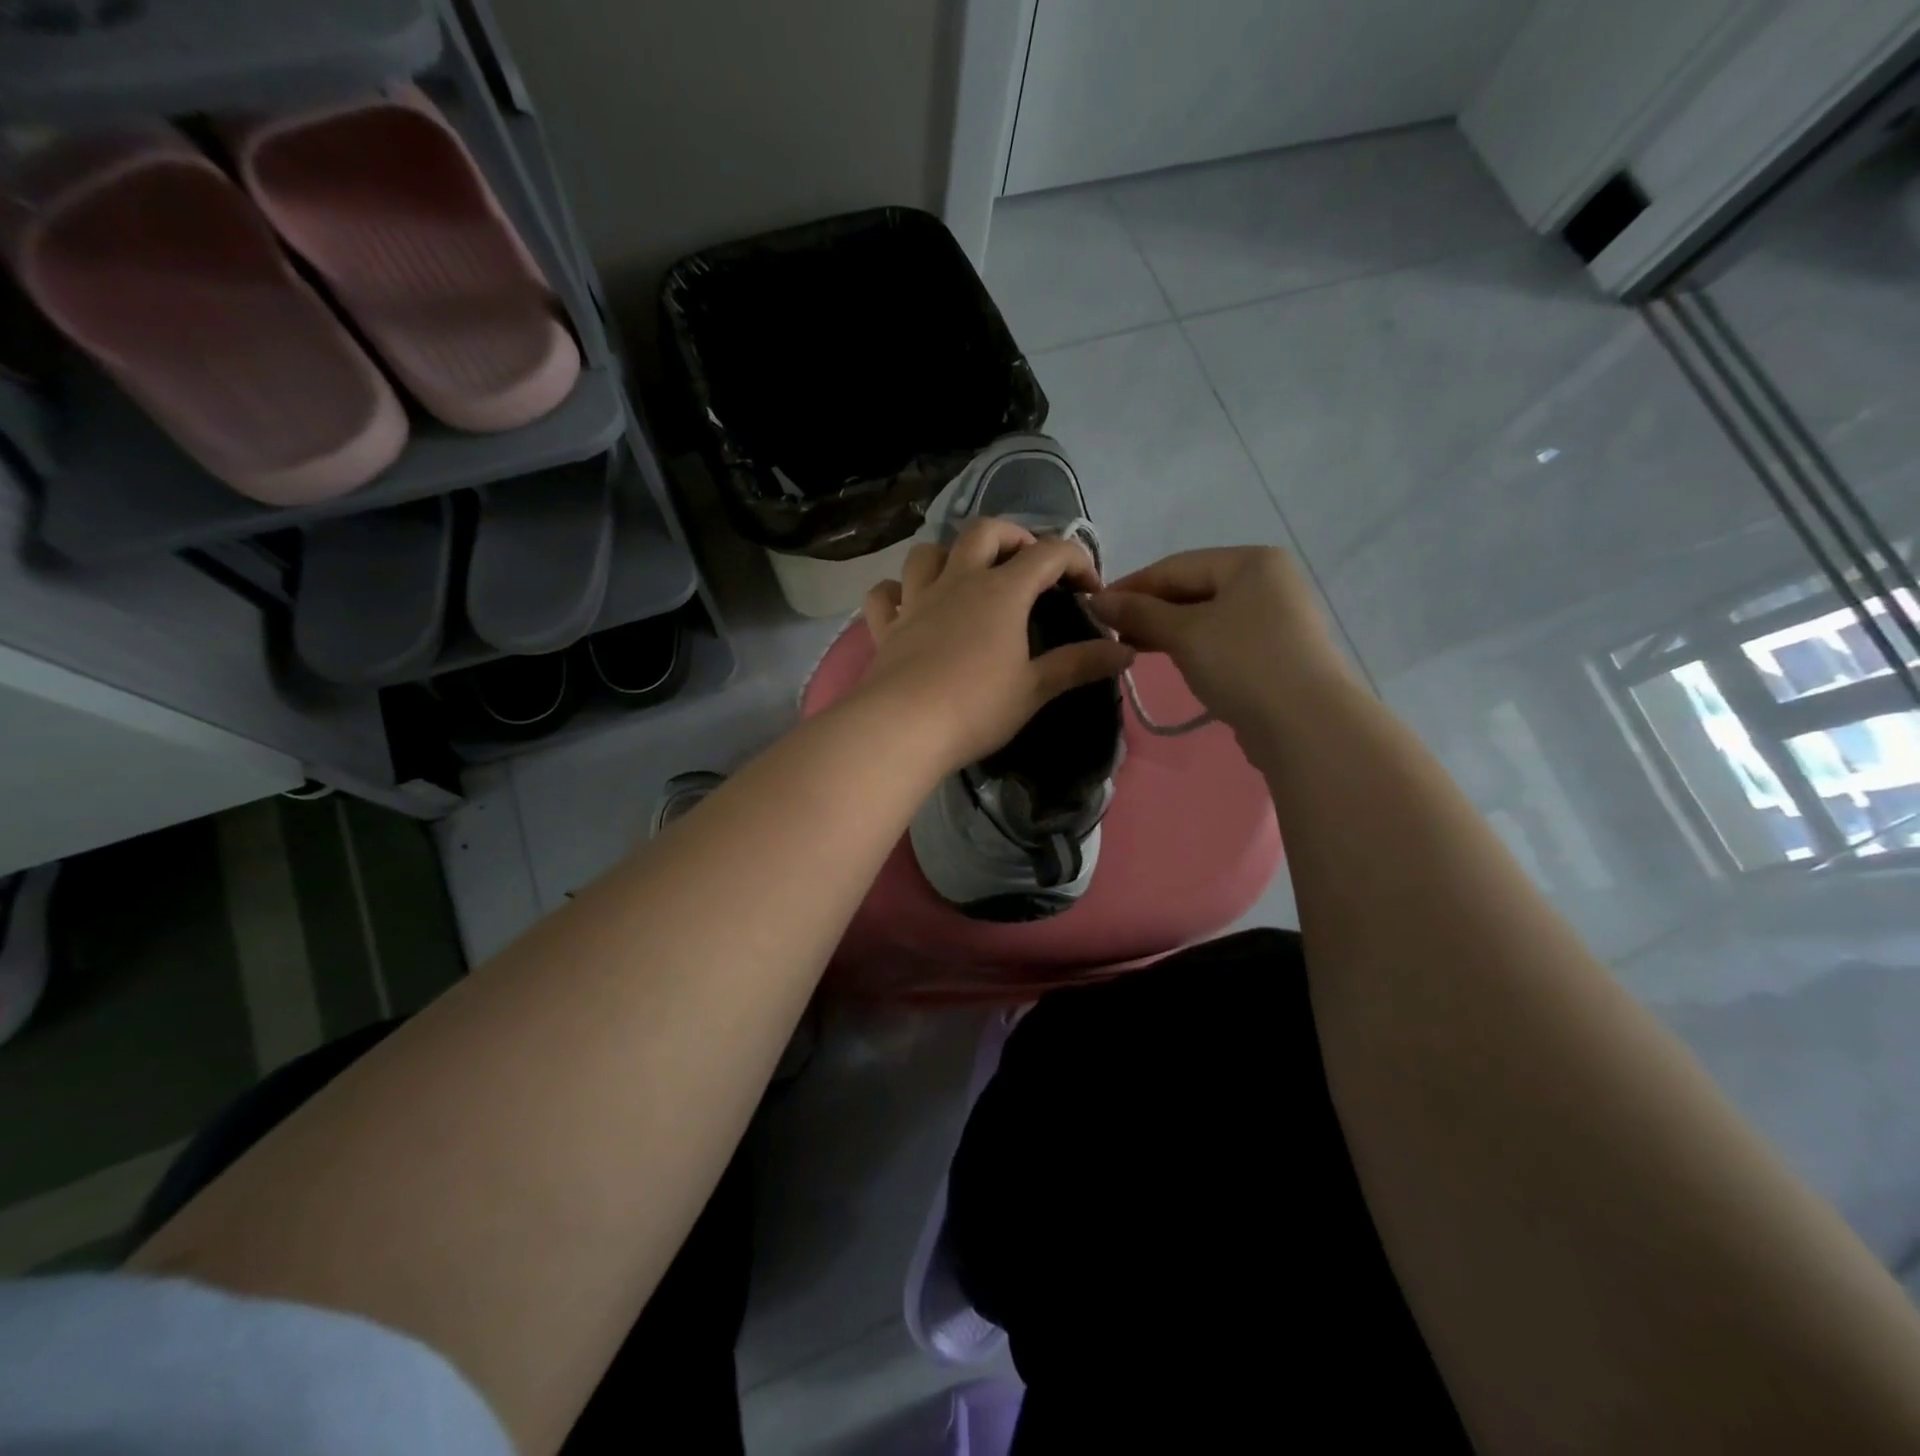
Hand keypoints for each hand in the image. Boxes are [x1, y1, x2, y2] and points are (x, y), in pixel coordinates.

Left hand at [856, 518, 1135, 774]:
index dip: (1076, 561)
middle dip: (1013, 536)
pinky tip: (907, 604)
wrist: (903, 728)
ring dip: (951, 554)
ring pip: (929, 553)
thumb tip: (1126, 651)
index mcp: (1002, 591)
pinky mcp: (887, 627)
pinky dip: (897, 592)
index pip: (1048, 553)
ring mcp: (917, 600)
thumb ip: (1079, 664)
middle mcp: (958, 582)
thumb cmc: (977, 707)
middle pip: (985, 531)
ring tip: (967, 576)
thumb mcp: (1035, 688)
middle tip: (1029, 563)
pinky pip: (885, 594)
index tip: (1090, 590)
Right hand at [1089, 547, 1348, 731]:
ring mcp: (1274, 618)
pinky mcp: (1273, 652)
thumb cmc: (1243, 664)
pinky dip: (1191, 646)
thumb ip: (1138, 613)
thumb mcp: (1184, 633)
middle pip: (1192, 588)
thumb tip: (1095, 599)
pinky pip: (1221, 639)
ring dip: (1167, 630)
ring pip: (1205, 616)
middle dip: (1149, 610)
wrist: (1305, 724)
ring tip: (1131, 648)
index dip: (1131, 586)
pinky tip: (1169, 659)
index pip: (1176, 566)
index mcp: (1251, 562)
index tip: (1093, 608)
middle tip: (1110, 633)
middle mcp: (1267, 581)